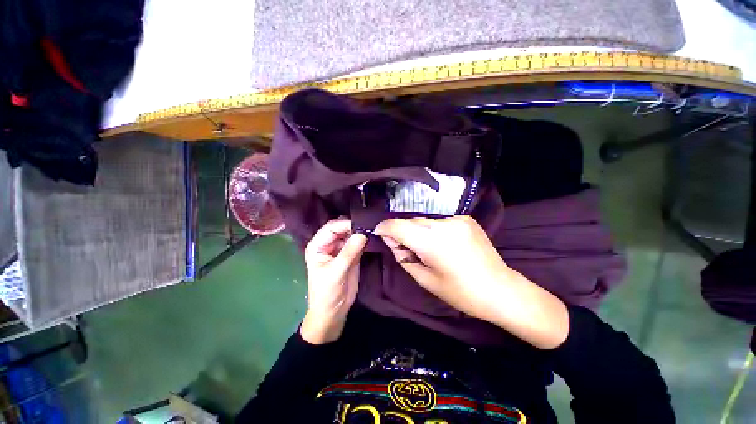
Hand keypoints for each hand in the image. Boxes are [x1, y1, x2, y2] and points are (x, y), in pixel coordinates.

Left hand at [300, 218, 366, 344]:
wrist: (334, 311)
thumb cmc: (327, 293)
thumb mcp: (336, 272)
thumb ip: (349, 252)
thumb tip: (363, 233)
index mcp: (318, 245)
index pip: (331, 227)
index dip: (345, 224)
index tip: (362, 224)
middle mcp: (328, 244)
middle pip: (342, 228)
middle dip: (354, 225)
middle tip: (370, 224)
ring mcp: (341, 248)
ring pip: (351, 234)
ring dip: (361, 231)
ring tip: (373, 228)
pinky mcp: (352, 254)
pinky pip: (358, 242)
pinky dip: (365, 239)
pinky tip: (373, 236)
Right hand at [375, 216, 568, 349]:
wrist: (501, 290)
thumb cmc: (460, 292)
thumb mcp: (424, 279)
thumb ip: (403, 256)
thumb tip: (391, 241)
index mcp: (431, 241)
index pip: (398, 225)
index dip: (384, 228)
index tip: (379, 233)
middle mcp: (443, 224)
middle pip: (411, 221)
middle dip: (401, 231)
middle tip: (402, 247)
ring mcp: (456, 219)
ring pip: (424, 220)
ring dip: (417, 230)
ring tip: (423, 247)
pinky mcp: (466, 219)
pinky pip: (439, 221)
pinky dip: (432, 229)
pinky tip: (439, 243)